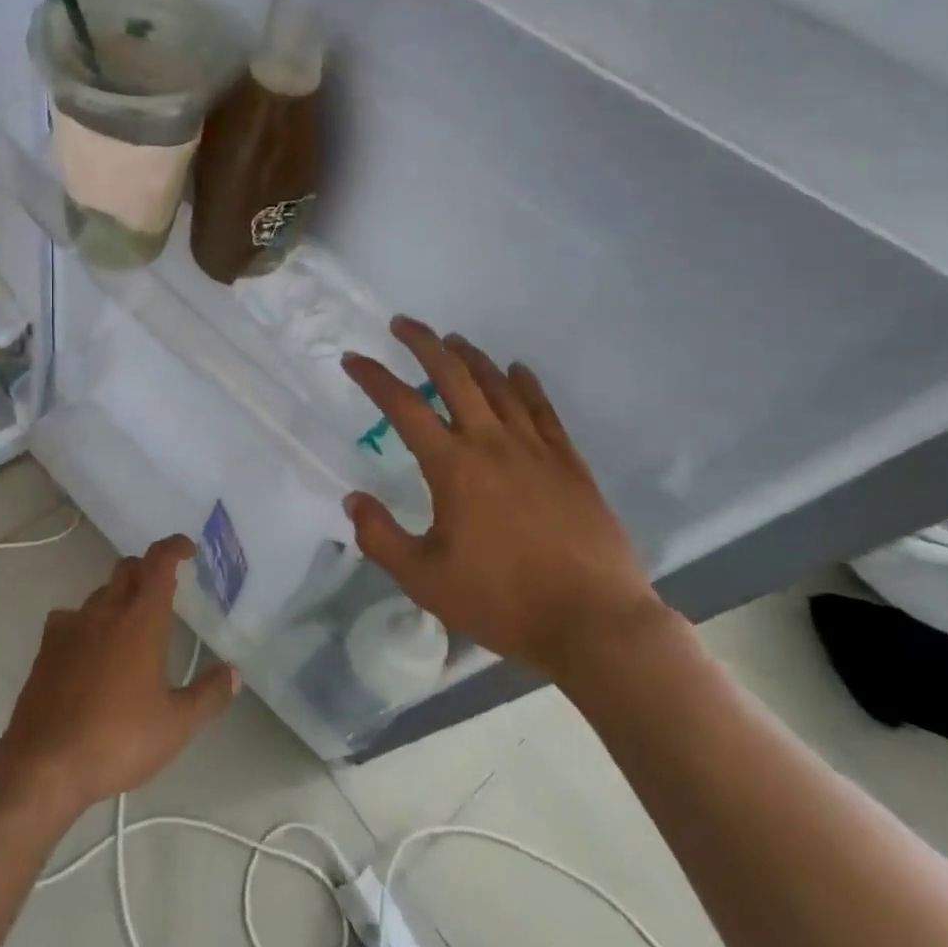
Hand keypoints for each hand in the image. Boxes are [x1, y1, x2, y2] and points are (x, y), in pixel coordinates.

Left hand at [0, 536, 237, 817]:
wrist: (43, 764)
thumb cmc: (117, 739)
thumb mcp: (175, 726)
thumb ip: (208, 696)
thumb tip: (233, 674)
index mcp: (141, 619)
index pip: (159, 562)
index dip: (174, 547)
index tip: (187, 550)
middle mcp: (105, 611)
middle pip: (128, 568)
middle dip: (148, 569)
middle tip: (165, 589)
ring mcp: (71, 626)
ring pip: (99, 592)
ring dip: (118, 596)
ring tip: (130, 623)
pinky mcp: (46, 647)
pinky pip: (70, 617)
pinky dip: (87, 621)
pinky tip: (90, 647)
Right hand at [341, 316, 673, 686]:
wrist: (594, 622)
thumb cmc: (503, 602)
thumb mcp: (425, 581)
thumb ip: (381, 538)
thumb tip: (353, 500)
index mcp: (453, 467)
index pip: (404, 407)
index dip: (374, 378)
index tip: (353, 359)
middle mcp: (491, 443)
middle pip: (453, 376)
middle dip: (424, 344)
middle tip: (403, 323)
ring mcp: (535, 448)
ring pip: (498, 385)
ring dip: (471, 357)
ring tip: (452, 339)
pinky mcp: (569, 462)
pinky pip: (543, 409)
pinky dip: (526, 383)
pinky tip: (517, 369)